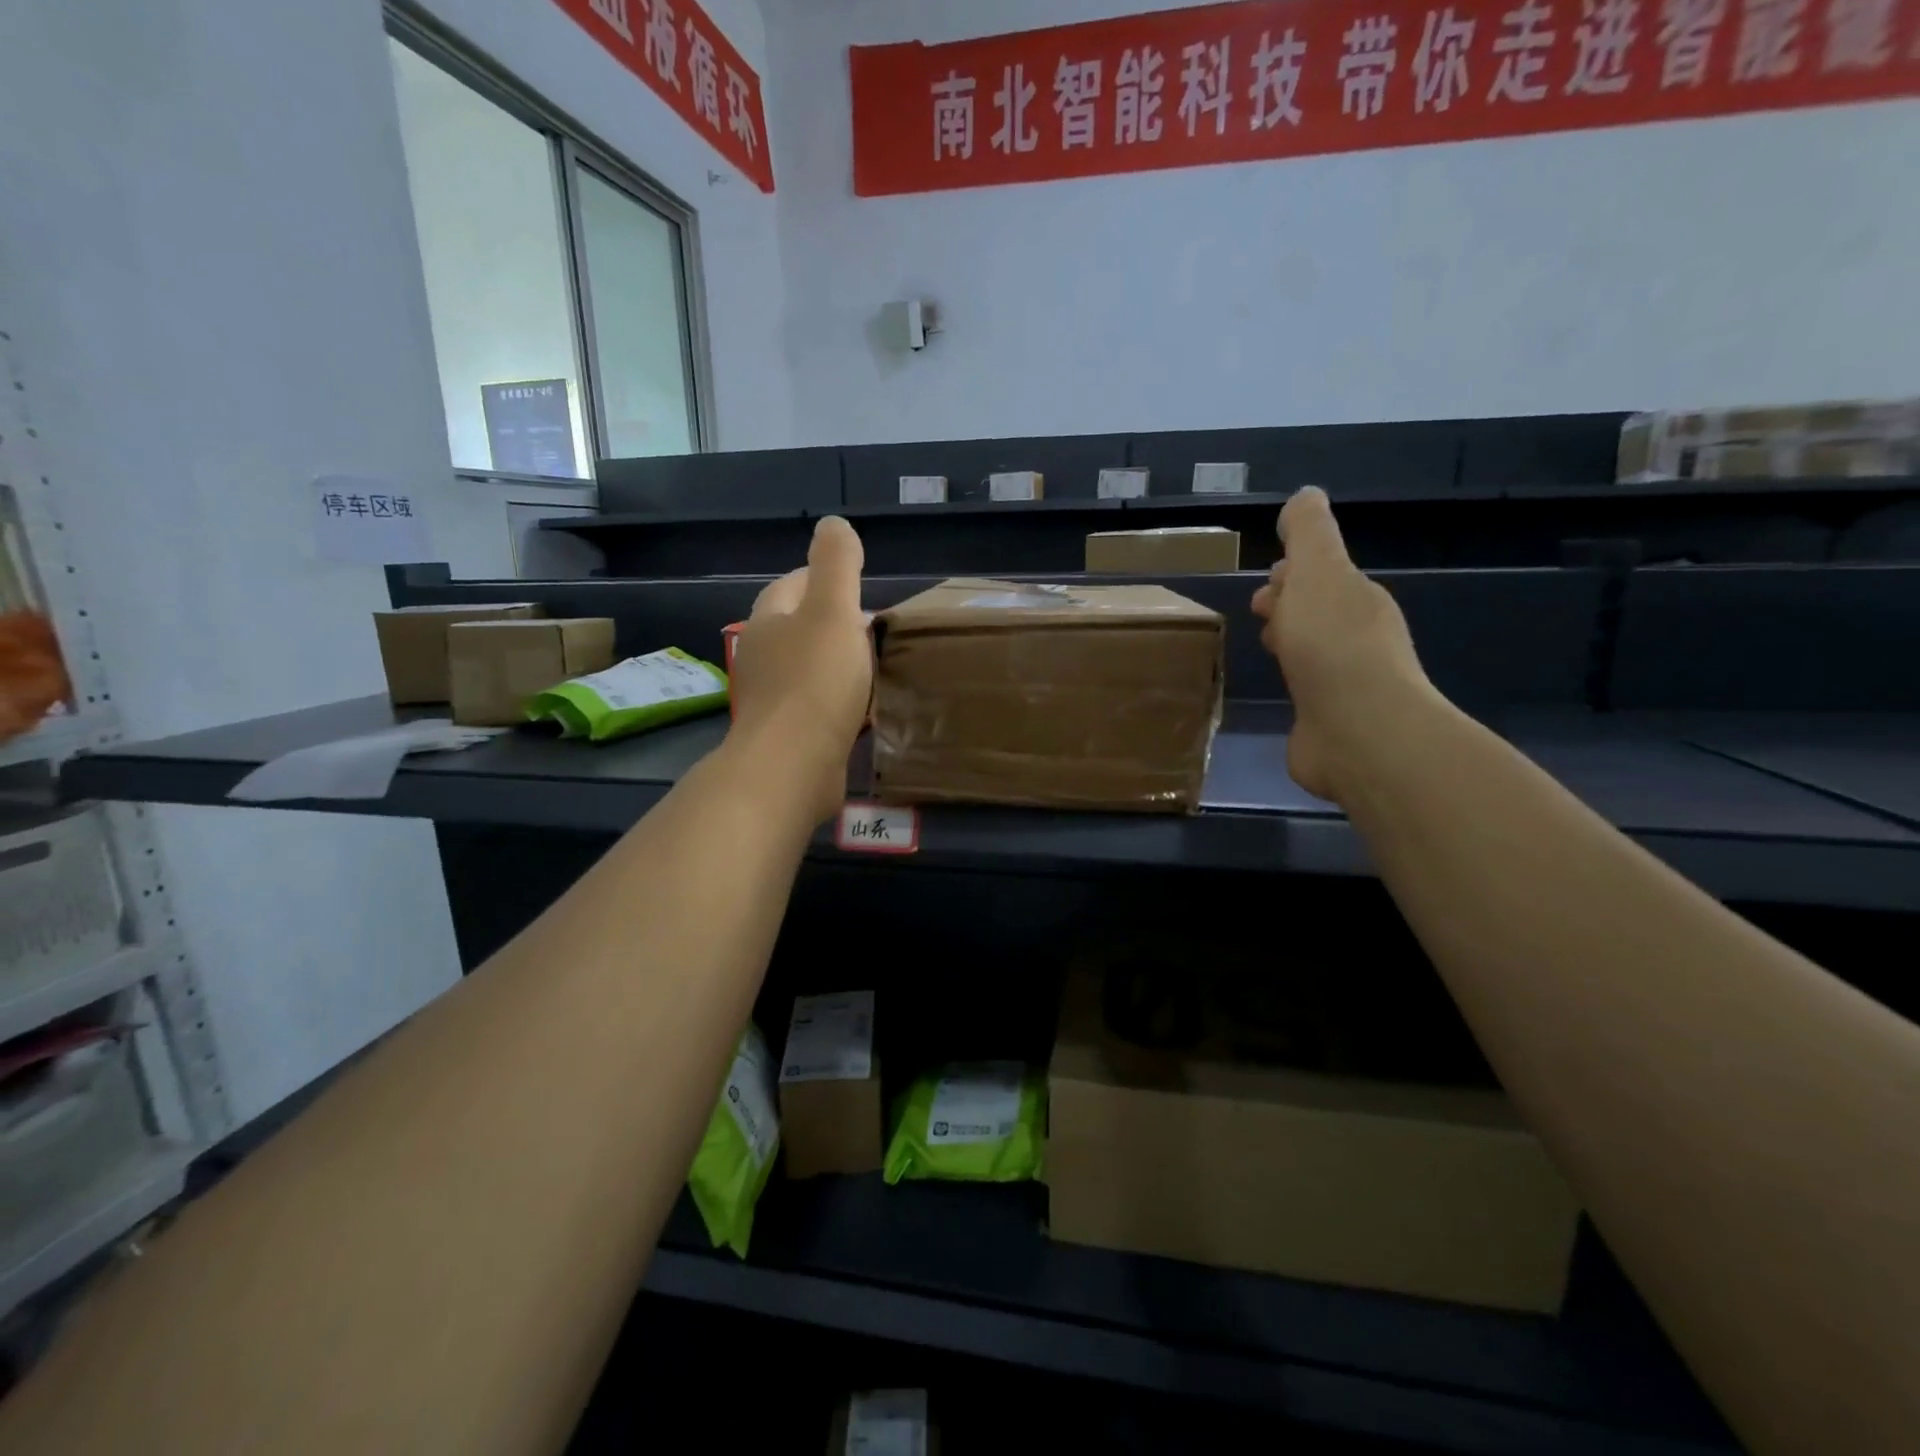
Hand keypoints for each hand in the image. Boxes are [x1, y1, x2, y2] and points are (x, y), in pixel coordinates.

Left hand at [726, 516, 872, 823]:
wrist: (790, 766)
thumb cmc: (814, 683)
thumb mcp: (833, 611)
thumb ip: (837, 563)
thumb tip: (834, 523)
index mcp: (769, 622)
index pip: (792, 584)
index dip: (823, 577)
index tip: (857, 584)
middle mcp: (764, 658)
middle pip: (798, 628)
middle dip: (832, 622)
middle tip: (872, 627)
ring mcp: (772, 700)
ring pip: (808, 669)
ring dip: (836, 664)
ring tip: (874, 666)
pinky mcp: (787, 736)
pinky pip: (817, 707)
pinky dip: (839, 701)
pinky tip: (863, 710)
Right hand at [1251, 488, 1435, 804]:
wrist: (1357, 732)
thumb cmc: (1332, 645)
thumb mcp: (1318, 572)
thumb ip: (1310, 533)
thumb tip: (1305, 496)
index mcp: (1355, 600)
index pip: (1323, 578)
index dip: (1295, 574)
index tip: (1270, 580)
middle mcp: (1357, 639)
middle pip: (1318, 613)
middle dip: (1289, 606)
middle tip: (1259, 611)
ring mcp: (1345, 685)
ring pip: (1313, 651)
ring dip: (1291, 642)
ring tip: (1265, 647)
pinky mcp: (1329, 723)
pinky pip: (1308, 692)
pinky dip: (1292, 683)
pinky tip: (1278, 690)